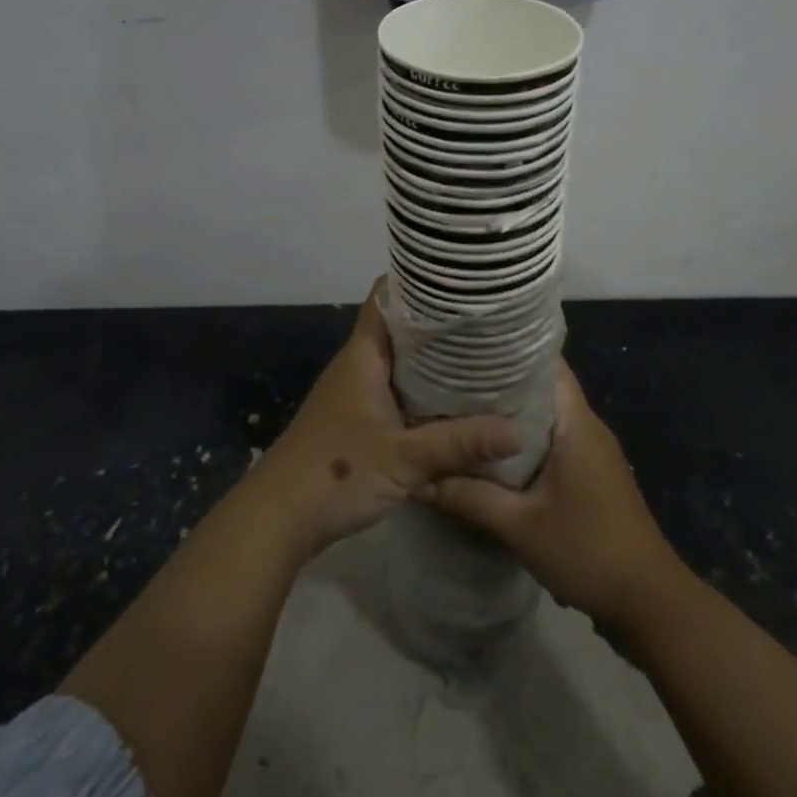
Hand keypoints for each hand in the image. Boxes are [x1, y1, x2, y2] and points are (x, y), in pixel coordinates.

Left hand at [254, 282, 520, 556]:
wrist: (279, 518)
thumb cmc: (337, 472)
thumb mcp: (405, 458)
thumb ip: (459, 443)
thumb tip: (517, 431)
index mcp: (363, 355)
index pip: (387, 298)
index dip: (418, 282)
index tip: (459, 279)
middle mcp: (357, 365)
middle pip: (398, 328)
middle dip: (437, 324)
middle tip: (484, 320)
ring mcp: (354, 393)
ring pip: (397, 362)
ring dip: (430, 359)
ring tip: (478, 354)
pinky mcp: (355, 420)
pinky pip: (393, 390)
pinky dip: (420, 389)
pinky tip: (450, 401)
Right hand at [420, 360, 678, 630]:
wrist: (650, 604)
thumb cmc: (588, 551)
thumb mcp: (520, 527)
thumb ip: (469, 499)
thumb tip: (419, 480)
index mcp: (576, 422)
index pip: (546, 363)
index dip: (509, 350)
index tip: (469, 348)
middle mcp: (587, 427)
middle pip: (542, 387)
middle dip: (501, 382)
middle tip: (453, 381)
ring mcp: (592, 452)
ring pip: (546, 416)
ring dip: (511, 415)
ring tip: (464, 412)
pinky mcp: (592, 476)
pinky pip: (553, 441)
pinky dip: (524, 441)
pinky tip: (491, 455)